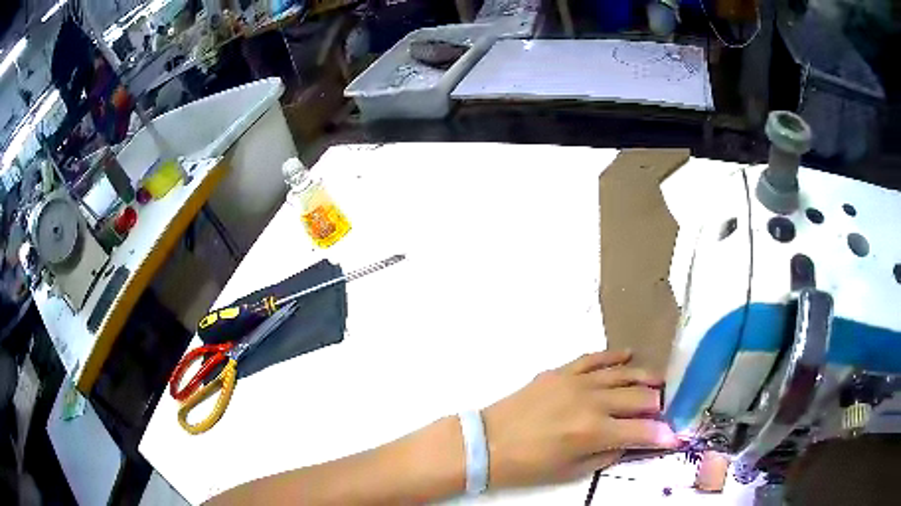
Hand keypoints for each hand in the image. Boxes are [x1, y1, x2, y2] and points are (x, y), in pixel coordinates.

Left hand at [482, 350, 678, 488]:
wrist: (487, 442)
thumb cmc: (527, 465)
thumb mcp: (571, 471)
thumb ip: (607, 454)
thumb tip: (631, 442)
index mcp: (593, 431)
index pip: (642, 431)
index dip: (663, 434)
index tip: (674, 436)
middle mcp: (591, 402)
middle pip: (639, 398)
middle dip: (658, 406)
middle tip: (664, 411)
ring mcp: (576, 381)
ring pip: (623, 374)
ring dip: (645, 378)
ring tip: (659, 382)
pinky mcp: (561, 371)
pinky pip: (594, 358)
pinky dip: (614, 356)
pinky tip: (629, 355)